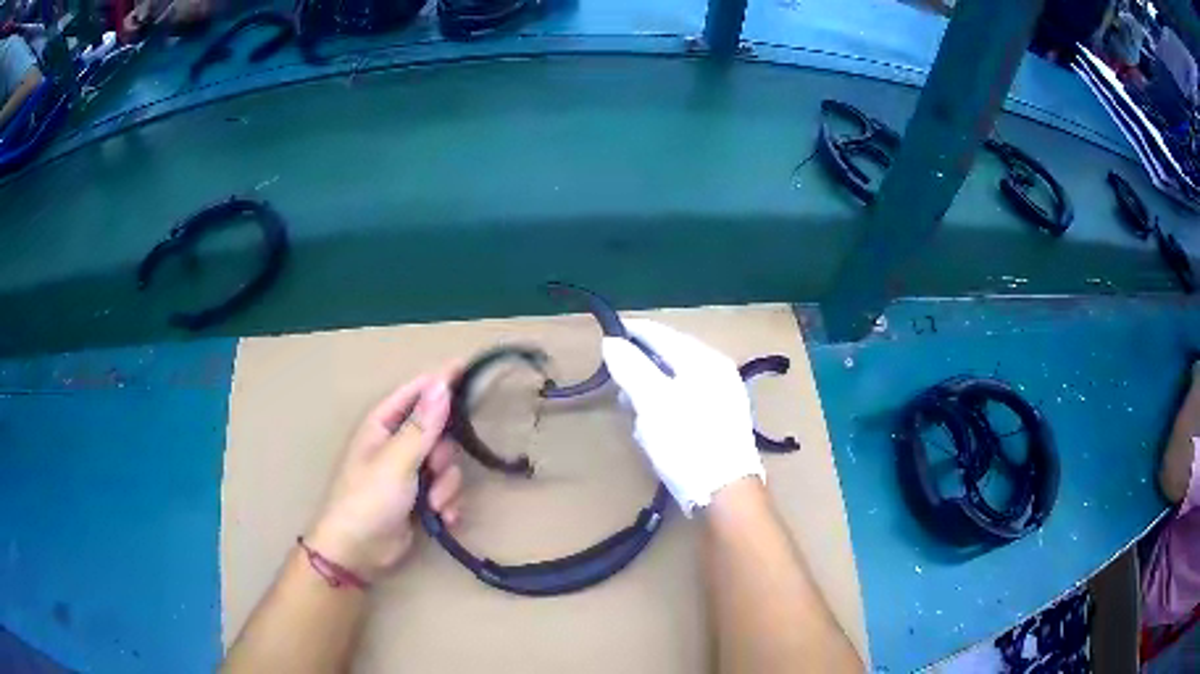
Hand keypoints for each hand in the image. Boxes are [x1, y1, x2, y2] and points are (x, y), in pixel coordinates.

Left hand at [307, 366, 463, 582]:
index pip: (415, 391)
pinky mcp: (419, 498)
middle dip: (443, 454)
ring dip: (445, 486)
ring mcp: (408, 472)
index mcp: (382, 425)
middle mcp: (396, 443)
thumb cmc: (368, 499)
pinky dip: (447, 503)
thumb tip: (442, 384)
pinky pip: (445, 489)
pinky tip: (442, 519)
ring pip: (446, 464)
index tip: (467, 367)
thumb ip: (422, 426)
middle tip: (435, 470)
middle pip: (437, 431)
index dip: (439, 380)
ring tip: (433, 505)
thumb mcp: (396, 461)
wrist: (358, 552)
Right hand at [602, 320, 762, 513]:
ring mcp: (723, 396)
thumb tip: (611, 341)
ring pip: (676, 381)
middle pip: (670, 357)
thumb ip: (631, 368)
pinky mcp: (721, 420)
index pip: (662, 334)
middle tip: (616, 377)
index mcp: (704, 360)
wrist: (725, 492)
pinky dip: (666, 406)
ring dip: (652, 390)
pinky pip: (686, 401)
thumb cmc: (687, 443)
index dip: (632, 332)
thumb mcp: (653, 403)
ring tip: (633, 407)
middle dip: (641, 366)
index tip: (606, 334)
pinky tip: (656, 426)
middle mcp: (718, 371)